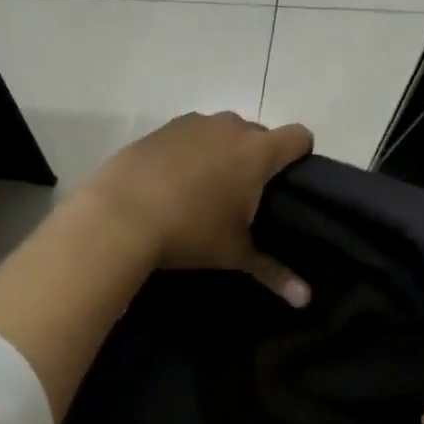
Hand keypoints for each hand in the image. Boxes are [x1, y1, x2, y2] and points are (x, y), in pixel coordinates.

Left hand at [77, 111, 314, 305]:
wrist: (118, 215)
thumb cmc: (189, 232)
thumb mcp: (234, 254)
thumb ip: (274, 272)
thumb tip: (306, 300)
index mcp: (256, 152)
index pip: (298, 137)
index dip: (300, 155)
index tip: (289, 181)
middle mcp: (229, 127)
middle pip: (259, 133)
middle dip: (258, 158)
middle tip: (245, 195)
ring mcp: (192, 123)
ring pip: (221, 132)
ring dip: (222, 152)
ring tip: (206, 189)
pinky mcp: (160, 129)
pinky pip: (189, 136)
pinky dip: (190, 152)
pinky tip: (173, 182)